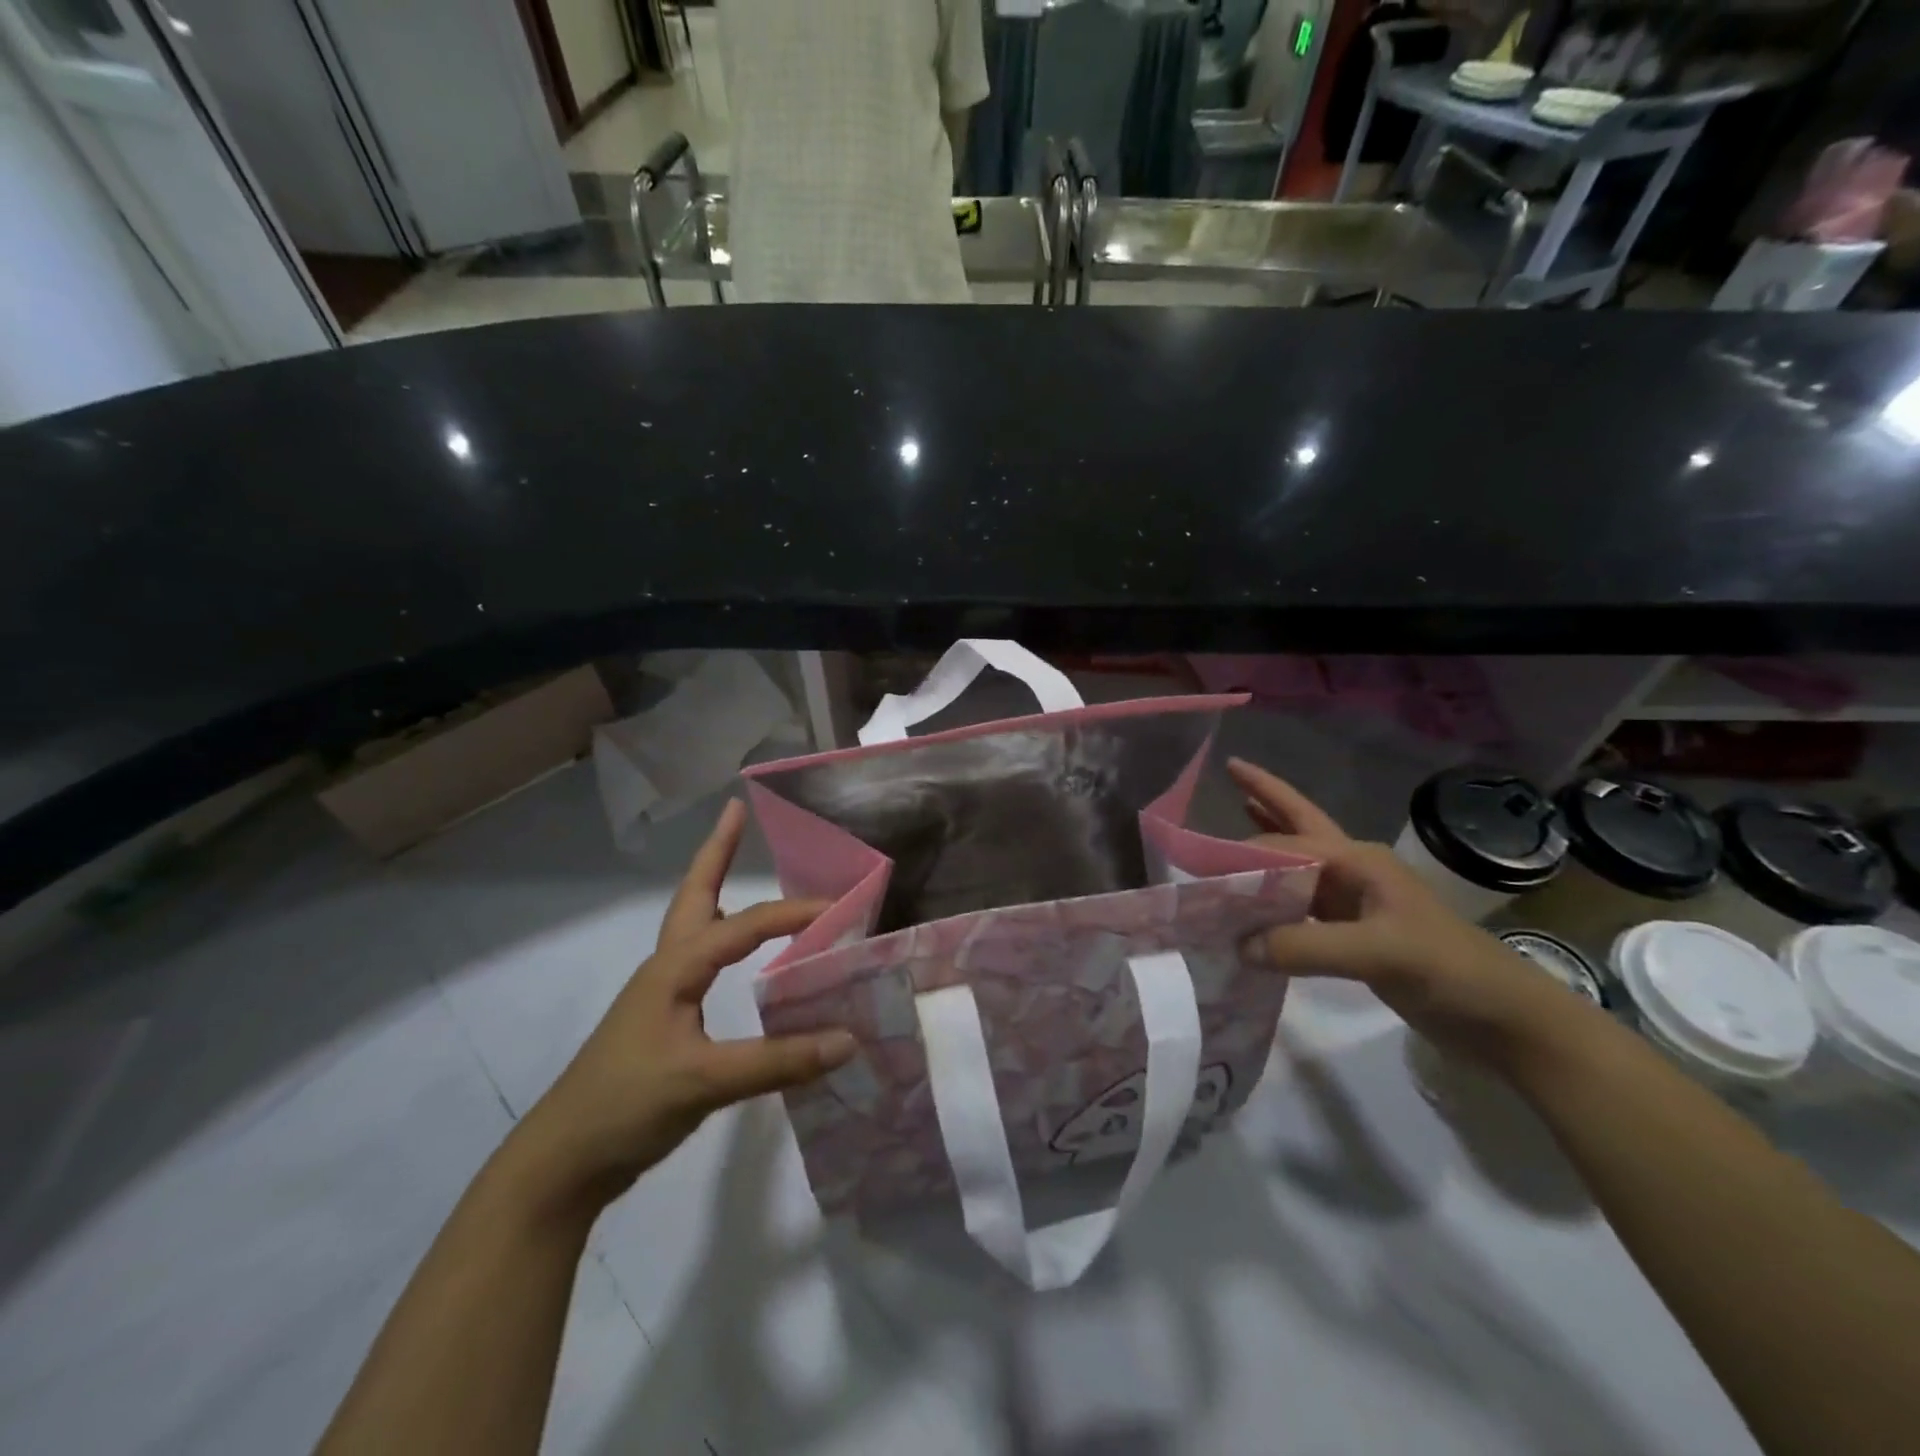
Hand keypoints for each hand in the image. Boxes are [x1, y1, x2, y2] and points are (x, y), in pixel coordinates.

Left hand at [511, 801, 855, 1211]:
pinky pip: (704, 961)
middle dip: (717, 852)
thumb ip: (779, 1061)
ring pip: (696, 924)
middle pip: (696, 894)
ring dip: (717, 888)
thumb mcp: (705, 1082)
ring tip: (741, 864)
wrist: (561, 1163)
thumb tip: (849, 1040)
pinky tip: (745, 956)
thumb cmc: (625, 1106)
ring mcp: (663, 993)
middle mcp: (667, 967)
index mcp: (675, 968)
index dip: (794, 913)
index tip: (842, 910)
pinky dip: (726, 938)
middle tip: (736, 812)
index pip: (745, 925)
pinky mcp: (665, 1020)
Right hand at [1229, 759, 1589, 1076]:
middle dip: (1265, 796)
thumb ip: (1306, 946)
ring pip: (1298, 861)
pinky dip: (1274, 893)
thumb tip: (1239, 945)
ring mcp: (1354, 901)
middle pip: (1299, 824)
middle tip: (1230, 769)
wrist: (1504, 1019)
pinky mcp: (1353, 932)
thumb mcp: (1380, 953)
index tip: (1199, 865)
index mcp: (1358, 861)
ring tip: (1235, 813)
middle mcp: (1352, 870)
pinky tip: (1256, 897)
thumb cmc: (1448, 970)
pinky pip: (1300, 903)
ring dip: (1267, 840)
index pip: (1286, 844)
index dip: (1243, 852)